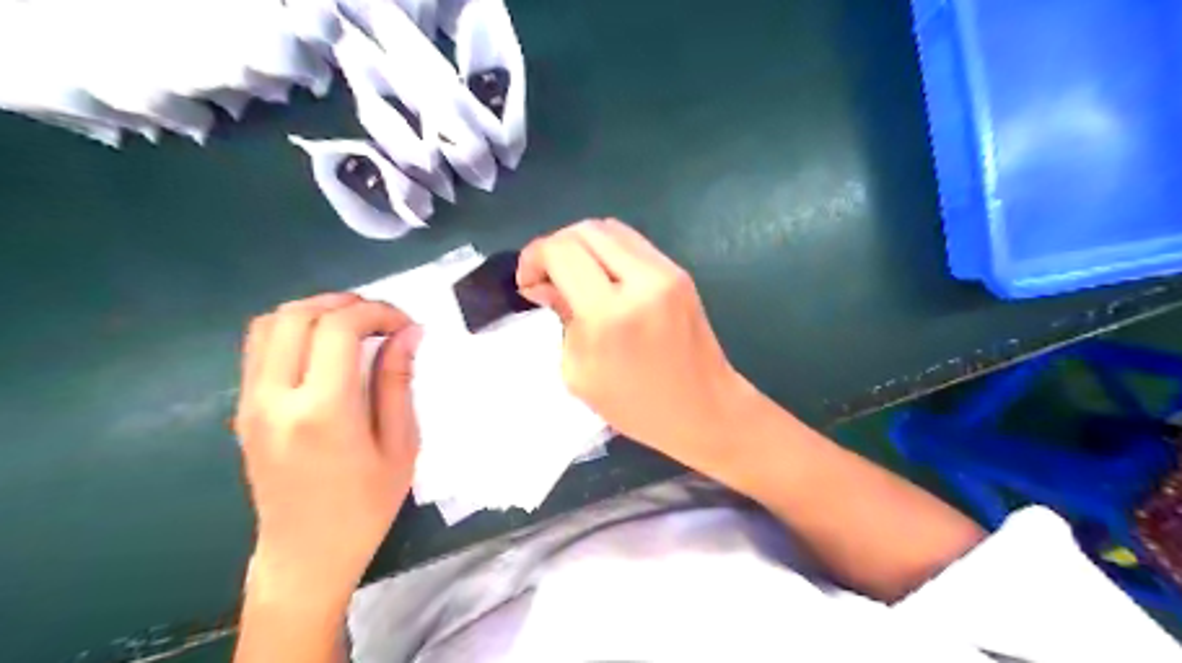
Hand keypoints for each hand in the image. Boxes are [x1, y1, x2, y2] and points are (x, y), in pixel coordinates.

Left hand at [234, 292, 423, 602]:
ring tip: (353, 326)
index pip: (339, 328)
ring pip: (269, 324)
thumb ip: (398, 382)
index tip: (405, 325)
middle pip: (298, 315)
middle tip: (381, 319)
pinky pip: (259, 348)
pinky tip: (324, 349)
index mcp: (322, 410)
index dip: (377, 312)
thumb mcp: (400, 446)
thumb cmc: (365, 506)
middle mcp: (275, 398)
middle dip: (345, 303)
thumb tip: (409, 332)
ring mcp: (250, 403)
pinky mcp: (243, 410)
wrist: (305, 554)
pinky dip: (293, 330)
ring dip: (314, 311)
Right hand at [516, 221, 745, 467]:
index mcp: (610, 314)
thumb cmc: (636, 406)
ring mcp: (666, 272)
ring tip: (572, 275)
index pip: (562, 251)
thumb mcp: (580, 372)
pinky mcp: (679, 272)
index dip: (533, 257)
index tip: (527, 282)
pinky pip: (632, 243)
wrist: (705, 409)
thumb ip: (561, 317)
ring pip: (610, 229)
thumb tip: (544, 283)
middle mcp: (641, 281)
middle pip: (584, 230)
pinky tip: (601, 279)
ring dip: (581, 245)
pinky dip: (606, 251)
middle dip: (555, 246)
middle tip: (546, 277)